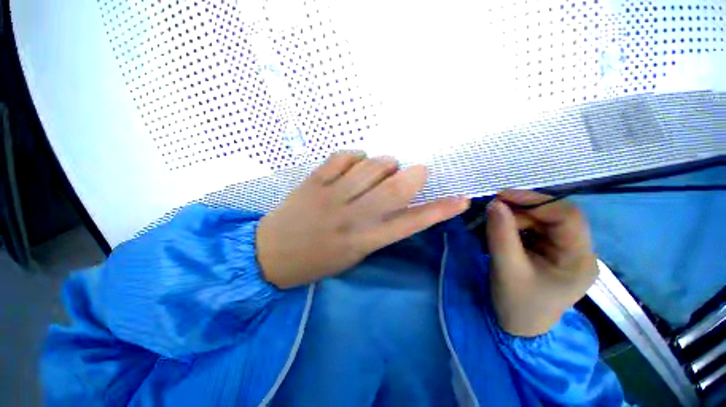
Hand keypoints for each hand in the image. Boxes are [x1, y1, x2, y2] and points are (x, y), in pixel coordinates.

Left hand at [256, 152, 469, 288]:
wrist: (270, 255)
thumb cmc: (316, 260)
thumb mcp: (354, 254)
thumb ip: (377, 229)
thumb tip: (395, 202)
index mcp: (365, 241)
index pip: (411, 223)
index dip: (439, 210)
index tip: (462, 199)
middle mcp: (352, 216)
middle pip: (395, 188)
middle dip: (413, 175)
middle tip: (415, 172)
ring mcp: (331, 196)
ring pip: (371, 166)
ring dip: (385, 163)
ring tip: (383, 167)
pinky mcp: (314, 181)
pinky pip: (343, 157)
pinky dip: (356, 156)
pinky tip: (355, 163)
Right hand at [486, 190, 597, 336]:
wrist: (518, 326)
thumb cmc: (517, 302)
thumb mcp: (506, 268)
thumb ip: (501, 234)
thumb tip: (494, 203)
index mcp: (579, 259)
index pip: (568, 216)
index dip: (535, 201)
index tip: (501, 197)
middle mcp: (579, 251)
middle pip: (555, 216)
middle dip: (521, 211)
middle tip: (492, 212)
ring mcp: (566, 251)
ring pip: (543, 220)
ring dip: (516, 218)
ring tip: (495, 226)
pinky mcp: (552, 252)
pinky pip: (535, 229)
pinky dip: (516, 226)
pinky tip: (503, 233)